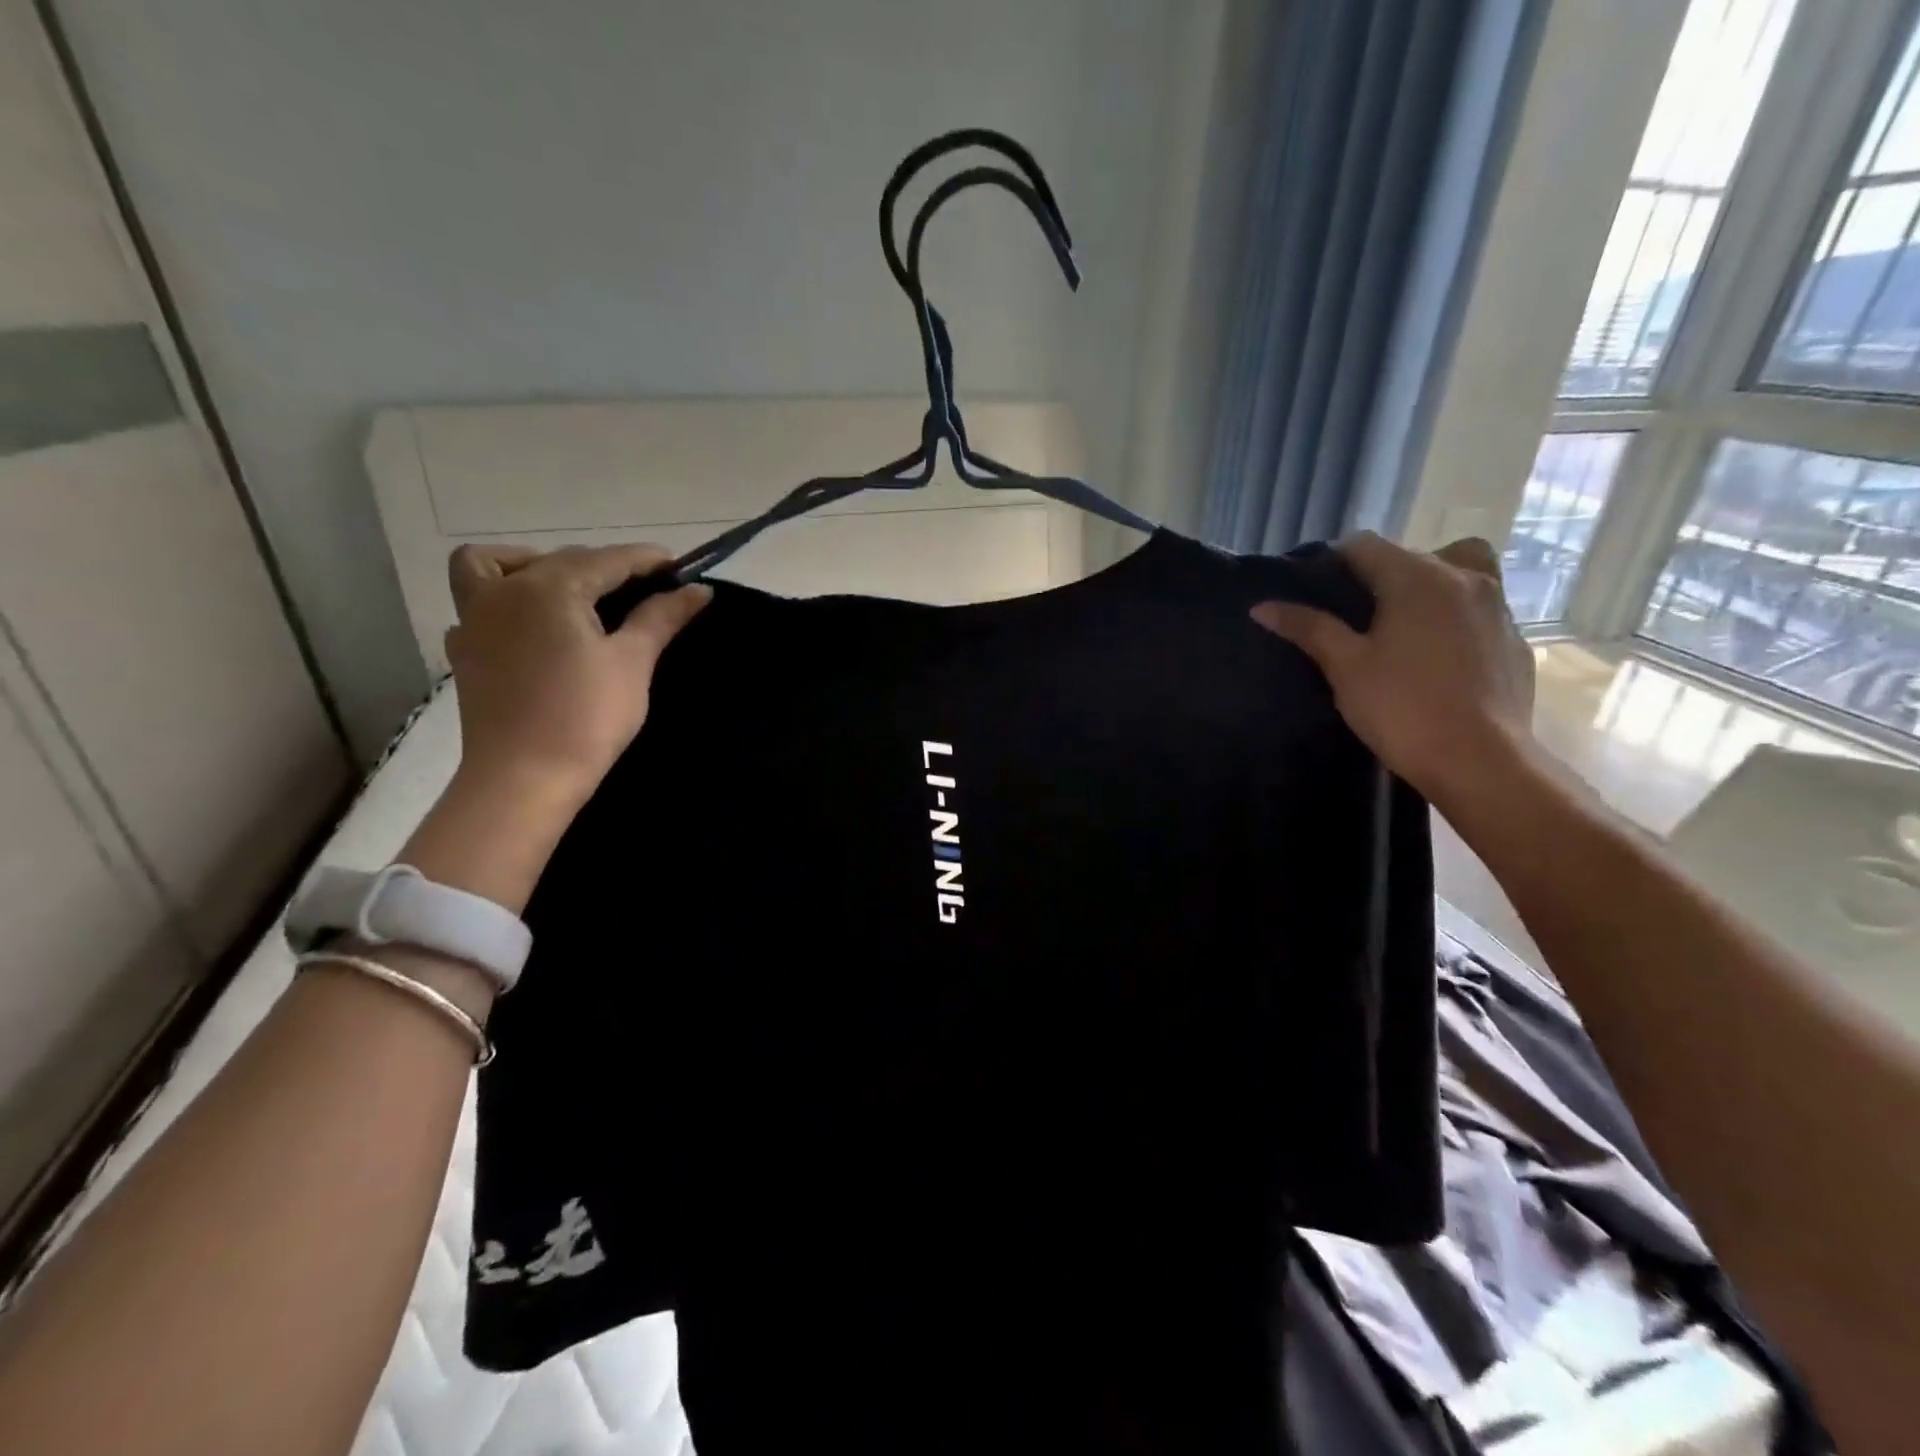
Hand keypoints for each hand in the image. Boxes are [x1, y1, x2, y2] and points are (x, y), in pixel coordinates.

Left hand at [443, 543, 711, 811]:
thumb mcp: (632, 662)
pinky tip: (535, 629)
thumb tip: (699, 591)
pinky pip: (478, 604)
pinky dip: (506, 602)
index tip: (681, 568)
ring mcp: (475, 620)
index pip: (608, 559)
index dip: (648, 560)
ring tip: (571, 593)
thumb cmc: (586, 717)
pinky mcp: (465, 651)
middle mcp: (504, 591)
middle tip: (645, 592)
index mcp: (549, 587)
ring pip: (496, 566)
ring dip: (534, 566)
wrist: (523, 778)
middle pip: (561, 560)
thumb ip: (661, 618)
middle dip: (605, 566)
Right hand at [1250, 533, 1536, 811]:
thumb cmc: (1402, 708)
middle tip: (1356, 618)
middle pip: (1414, 554)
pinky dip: (1457, 620)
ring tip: (1404, 629)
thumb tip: (1262, 606)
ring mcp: (1498, 608)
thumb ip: (1308, 628)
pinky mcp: (1515, 640)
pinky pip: (1480, 611)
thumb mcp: (1344, 666)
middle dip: (1382, 575)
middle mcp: (1464, 578)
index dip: (1336, 563)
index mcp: (1417, 577)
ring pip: (1460, 574)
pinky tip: (1437, 660)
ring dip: (1428, 588)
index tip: (1319, 596)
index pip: (1365, 545)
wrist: (1480, 761)